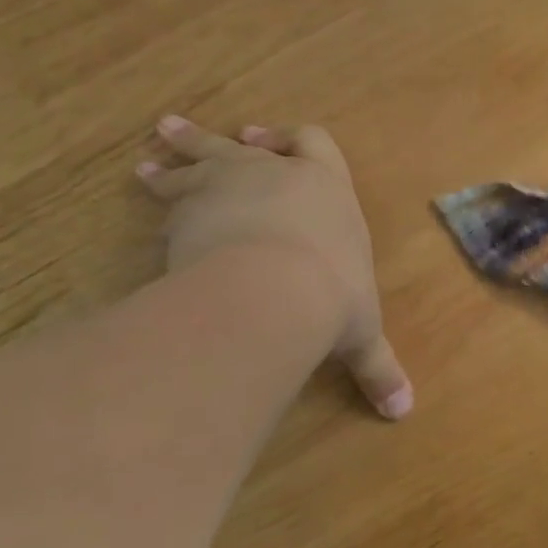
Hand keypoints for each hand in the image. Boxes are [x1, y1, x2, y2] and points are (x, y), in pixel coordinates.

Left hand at [137, 115, 412, 419]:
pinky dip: (160, 194)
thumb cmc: (332, 297)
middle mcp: (280, 174)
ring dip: (178, 158)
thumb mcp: (359, 333)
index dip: (290, 138)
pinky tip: (144, 195)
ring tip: (149, 163)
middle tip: (184, 135)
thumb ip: (377, 368)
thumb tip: (403, 412)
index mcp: (328, 188)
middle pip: (243, 143)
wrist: (274, 288)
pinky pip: (172, 192)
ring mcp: (232, 182)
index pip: (315, 143)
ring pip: (201, 159)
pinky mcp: (191, 204)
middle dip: (216, 140)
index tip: (262, 136)